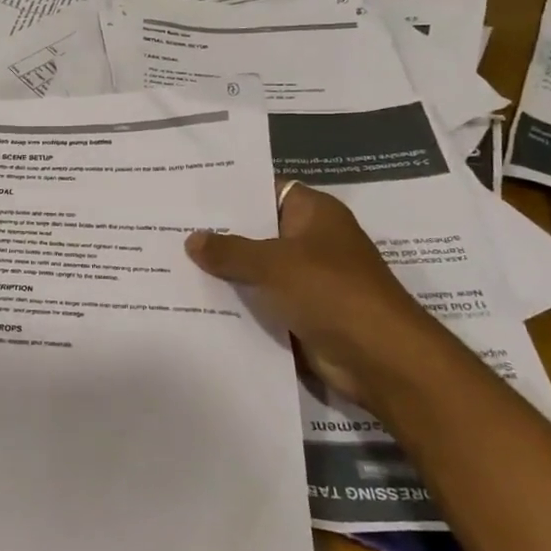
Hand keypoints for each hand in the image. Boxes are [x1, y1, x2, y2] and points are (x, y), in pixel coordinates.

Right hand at [184, 183, 438, 409]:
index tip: (188, 192)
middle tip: (168, 225)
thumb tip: (192, 239)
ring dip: (223, 270)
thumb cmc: (331, 292)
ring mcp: (308, 278)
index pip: (265, 190)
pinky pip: (261, 299)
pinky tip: (195, 298)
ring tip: (171, 260)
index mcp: (314, 213)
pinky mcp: (302, 312)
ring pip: (256, 267)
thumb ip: (229, 250)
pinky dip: (236, 301)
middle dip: (218, 232)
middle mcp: (312, 240)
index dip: (229, 191)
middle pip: (257, 230)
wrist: (381, 359)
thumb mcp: (272, 263)